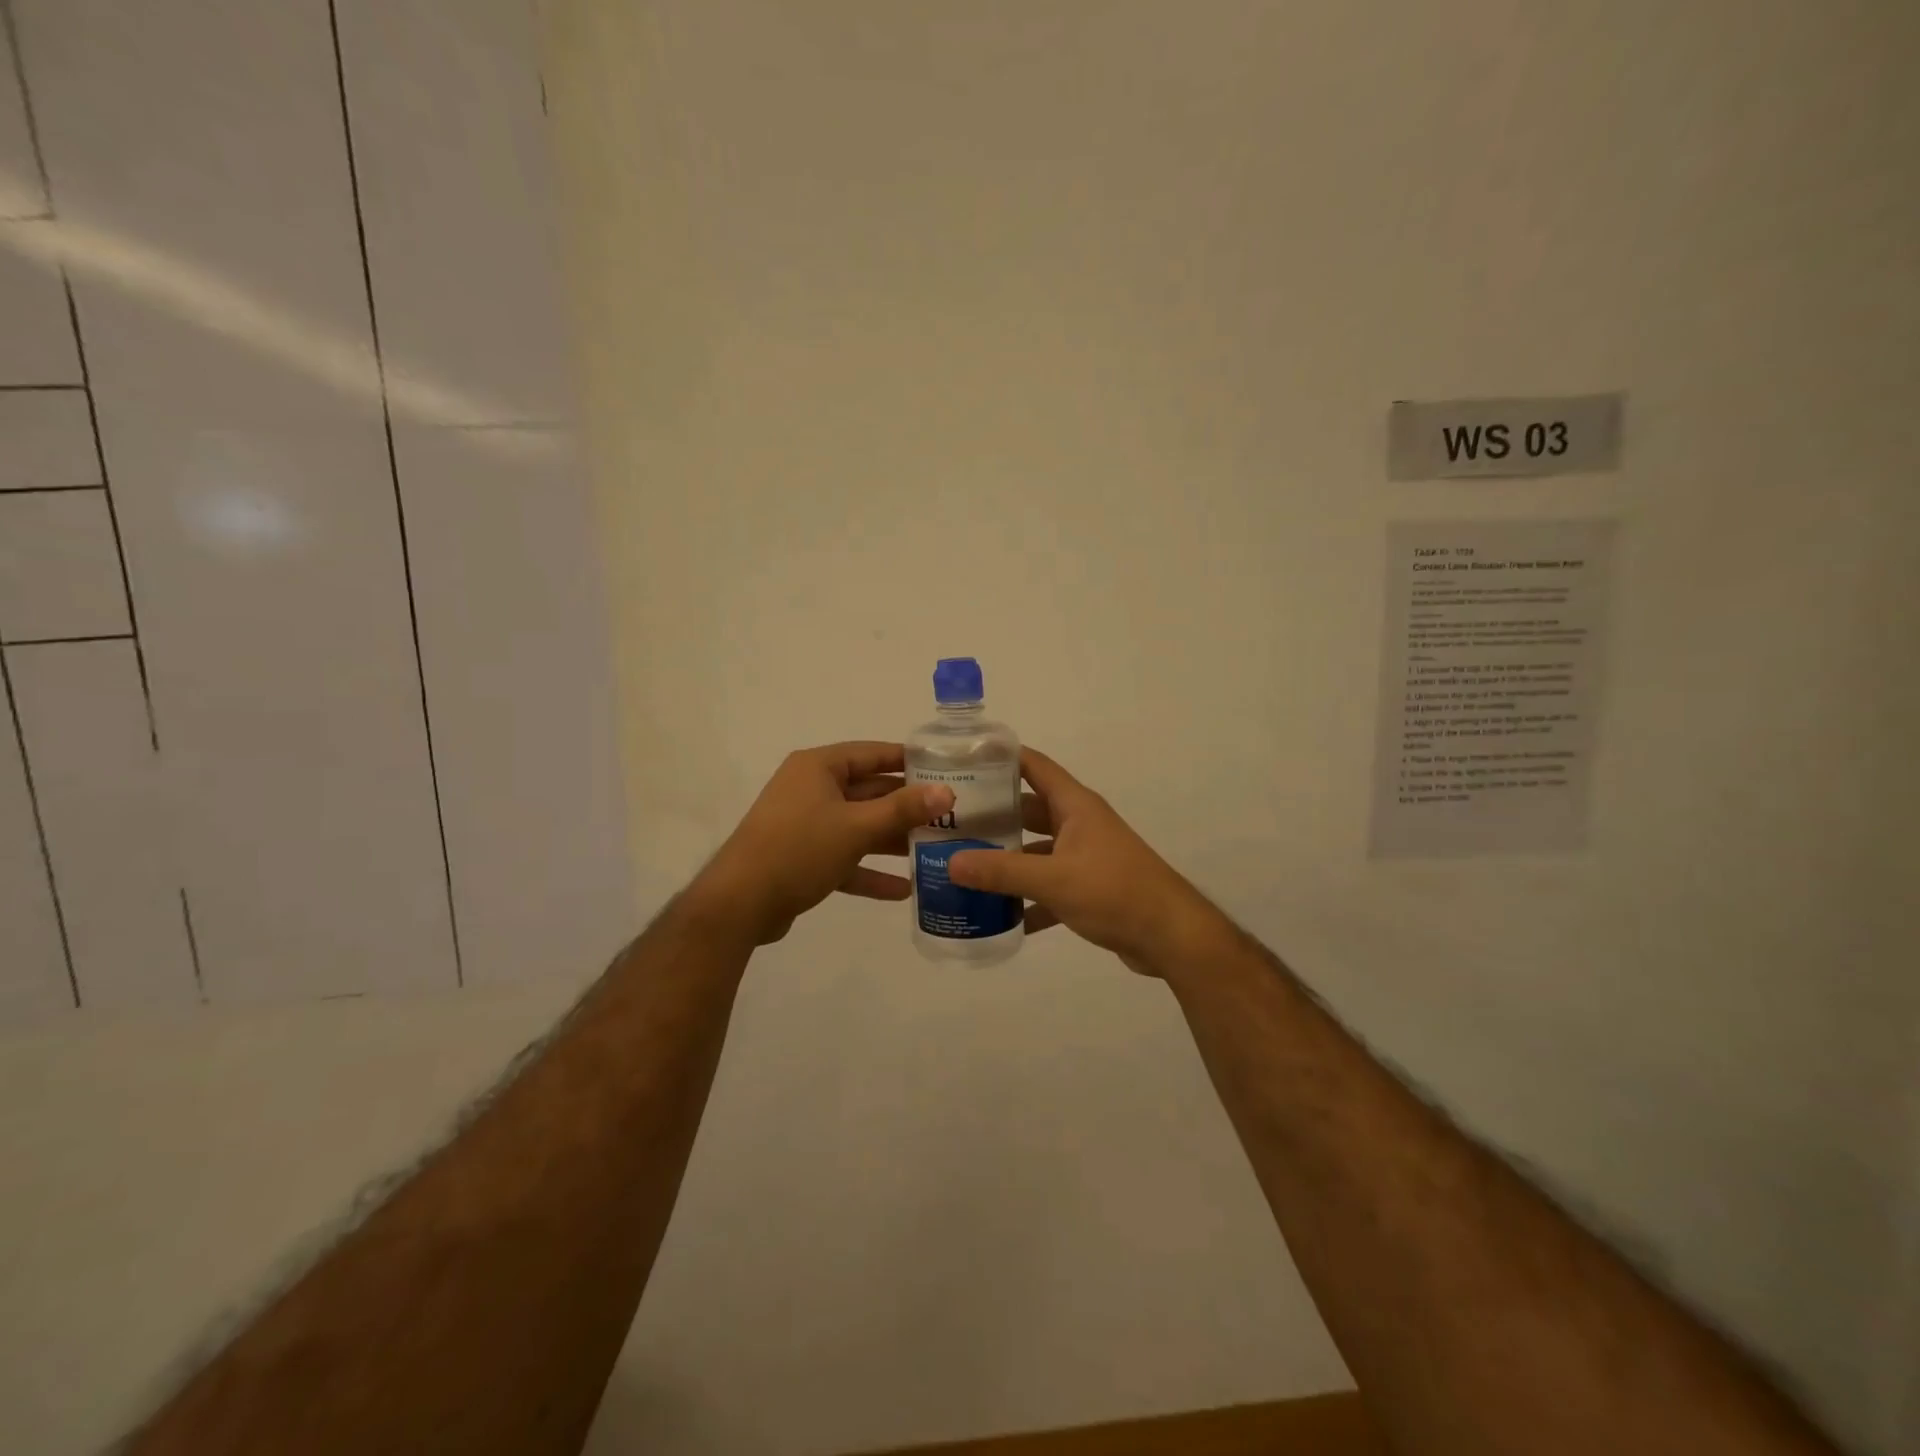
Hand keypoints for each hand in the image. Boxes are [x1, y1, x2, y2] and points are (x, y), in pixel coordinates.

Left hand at [690, 742, 953, 945]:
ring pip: (859, 827)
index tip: (947, 770)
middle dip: (906, 807)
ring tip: (935, 851)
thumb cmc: (799, 849)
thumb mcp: (856, 827)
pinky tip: (904, 890)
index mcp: (819, 768)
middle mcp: (812, 789)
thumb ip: (903, 810)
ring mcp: (806, 824)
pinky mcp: (803, 858)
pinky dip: (870, 871)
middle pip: (869, 792)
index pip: (873, 753)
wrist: (740, 904)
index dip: (909, 761)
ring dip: (892, 840)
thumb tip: (947, 793)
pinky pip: (845, 858)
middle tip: (950, 816)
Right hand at [947, 748, 1221, 975]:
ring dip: (1006, 859)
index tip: (963, 758)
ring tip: (963, 865)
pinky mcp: (1088, 888)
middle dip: (993, 814)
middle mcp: (1079, 824)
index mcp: (1074, 806)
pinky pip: (1048, 886)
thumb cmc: (1114, 891)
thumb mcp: (1053, 879)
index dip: (1001, 757)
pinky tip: (996, 915)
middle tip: (950, 820)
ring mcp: (1084, 856)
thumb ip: (1001, 872)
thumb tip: (950, 863)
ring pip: (1036, 850)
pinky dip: (1026, 898)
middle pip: (1028, 809)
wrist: (1170, 936)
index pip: (1034, 766)